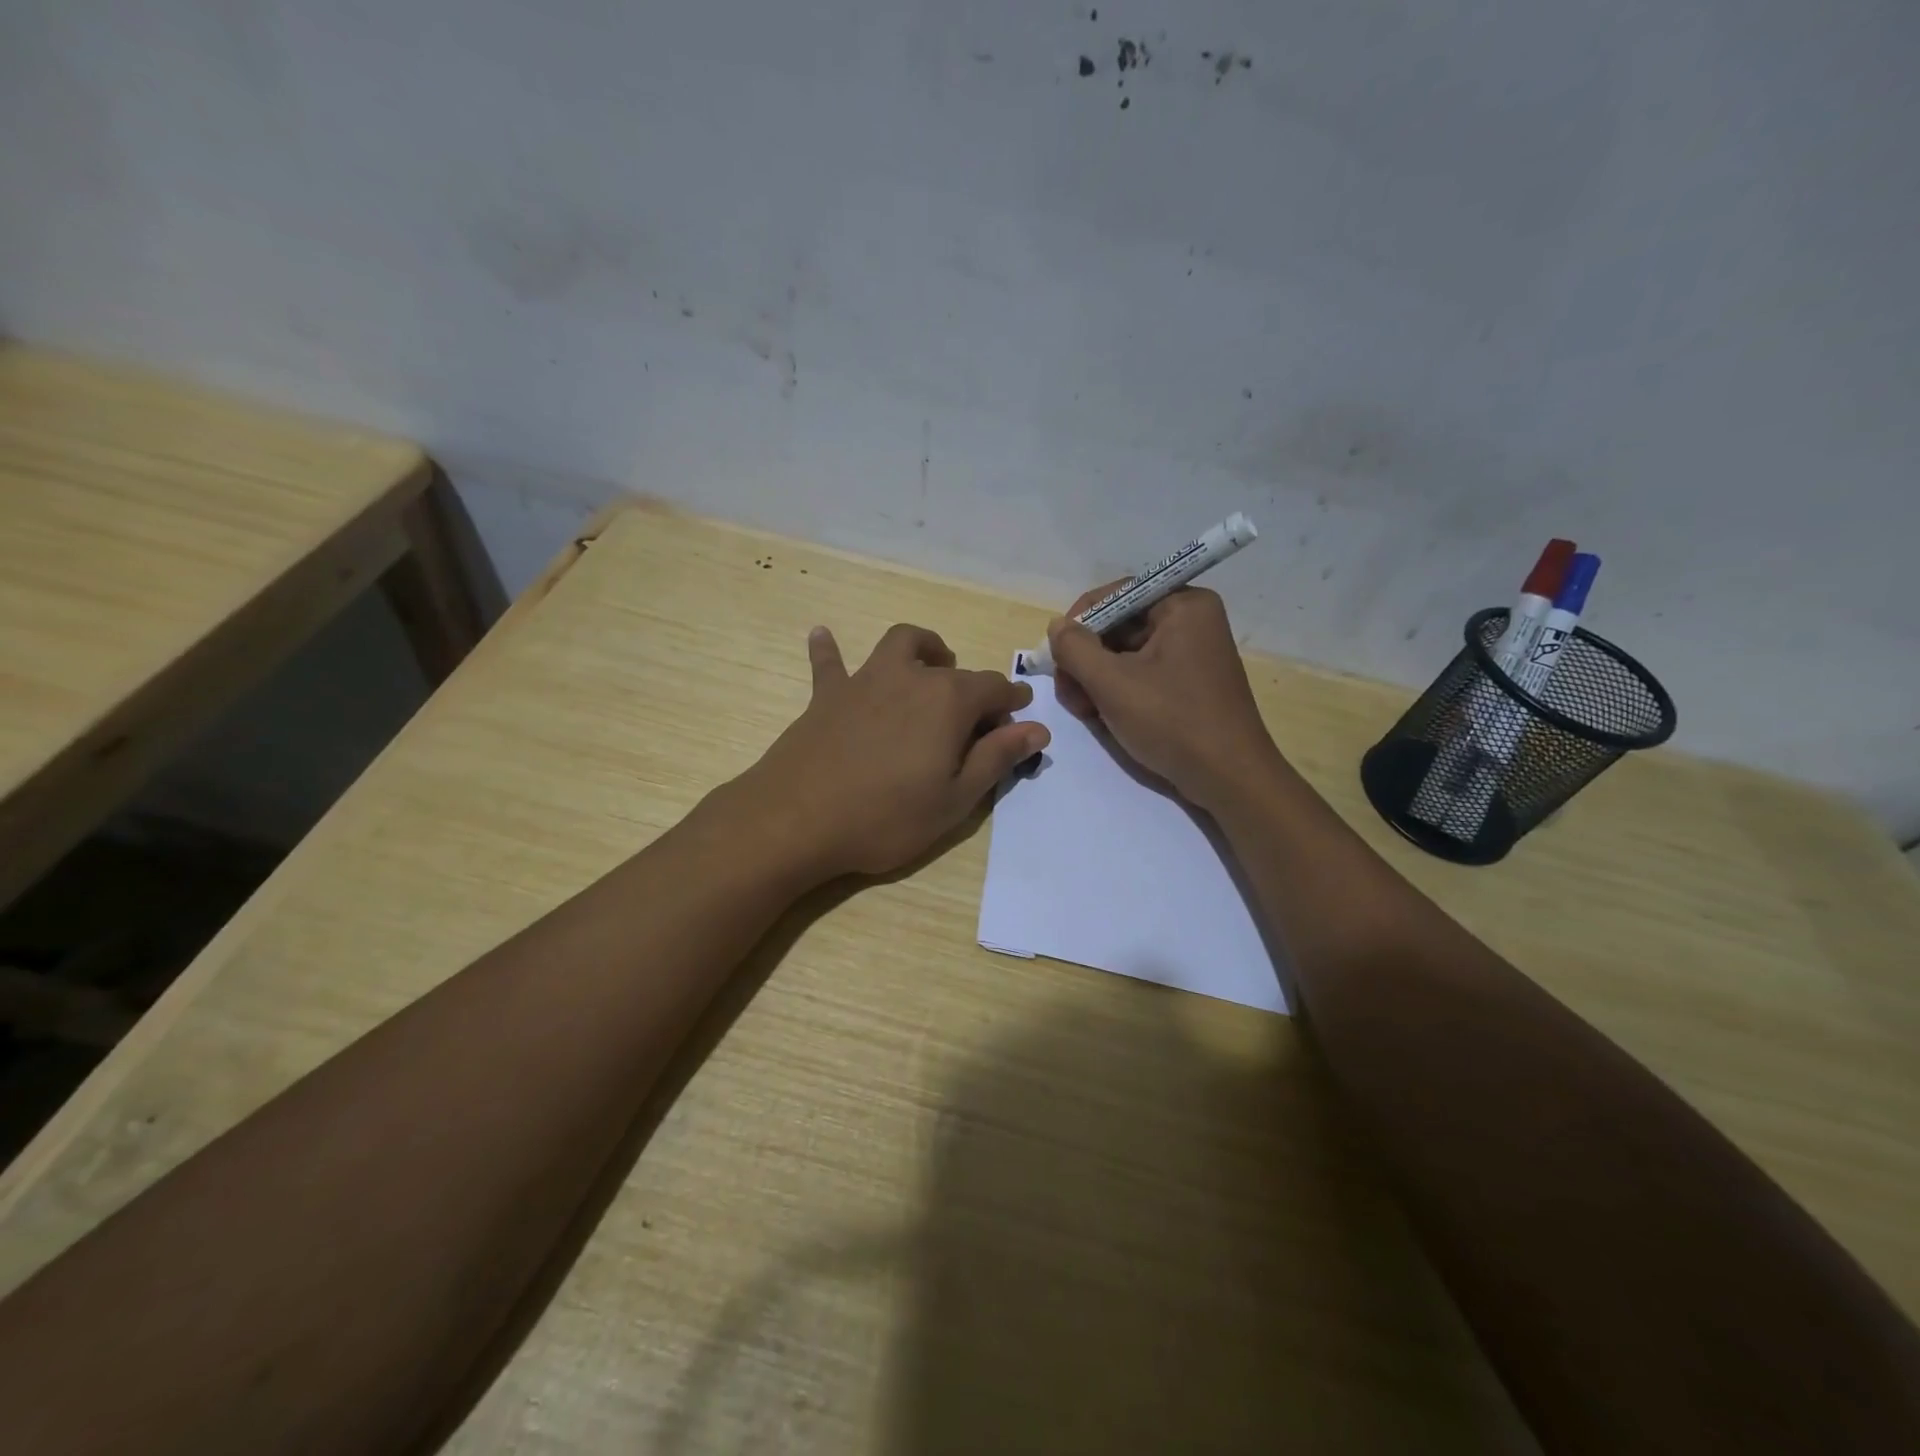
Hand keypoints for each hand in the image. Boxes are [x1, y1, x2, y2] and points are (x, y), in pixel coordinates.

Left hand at [744, 623, 1049, 878]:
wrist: (798, 820)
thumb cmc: (886, 817)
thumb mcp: (955, 799)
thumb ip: (997, 758)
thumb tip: (1037, 728)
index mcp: (949, 701)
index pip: (993, 689)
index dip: (1011, 701)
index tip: (1020, 715)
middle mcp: (910, 677)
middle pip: (952, 669)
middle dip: (972, 686)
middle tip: (976, 717)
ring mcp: (865, 680)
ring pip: (899, 644)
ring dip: (921, 648)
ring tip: (929, 663)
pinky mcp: (827, 695)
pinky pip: (829, 663)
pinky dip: (829, 650)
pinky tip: (822, 634)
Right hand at [1048, 585, 1278, 809]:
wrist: (1228, 779)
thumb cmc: (1172, 722)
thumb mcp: (1112, 684)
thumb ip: (1075, 649)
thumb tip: (1056, 626)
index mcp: (1183, 605)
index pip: (1116, 595)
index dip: (1080, 622)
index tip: (1056, 656)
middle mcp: (1191, 620)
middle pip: (1119, 625)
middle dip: (1086, 658)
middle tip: (1068, 694)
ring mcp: (1192, 652)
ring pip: (1125, 653)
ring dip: (1096, 678)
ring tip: (1084, 711)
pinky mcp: (1188, 682)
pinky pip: (1142, 672)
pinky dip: (1117, 690)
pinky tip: (1102, 715)